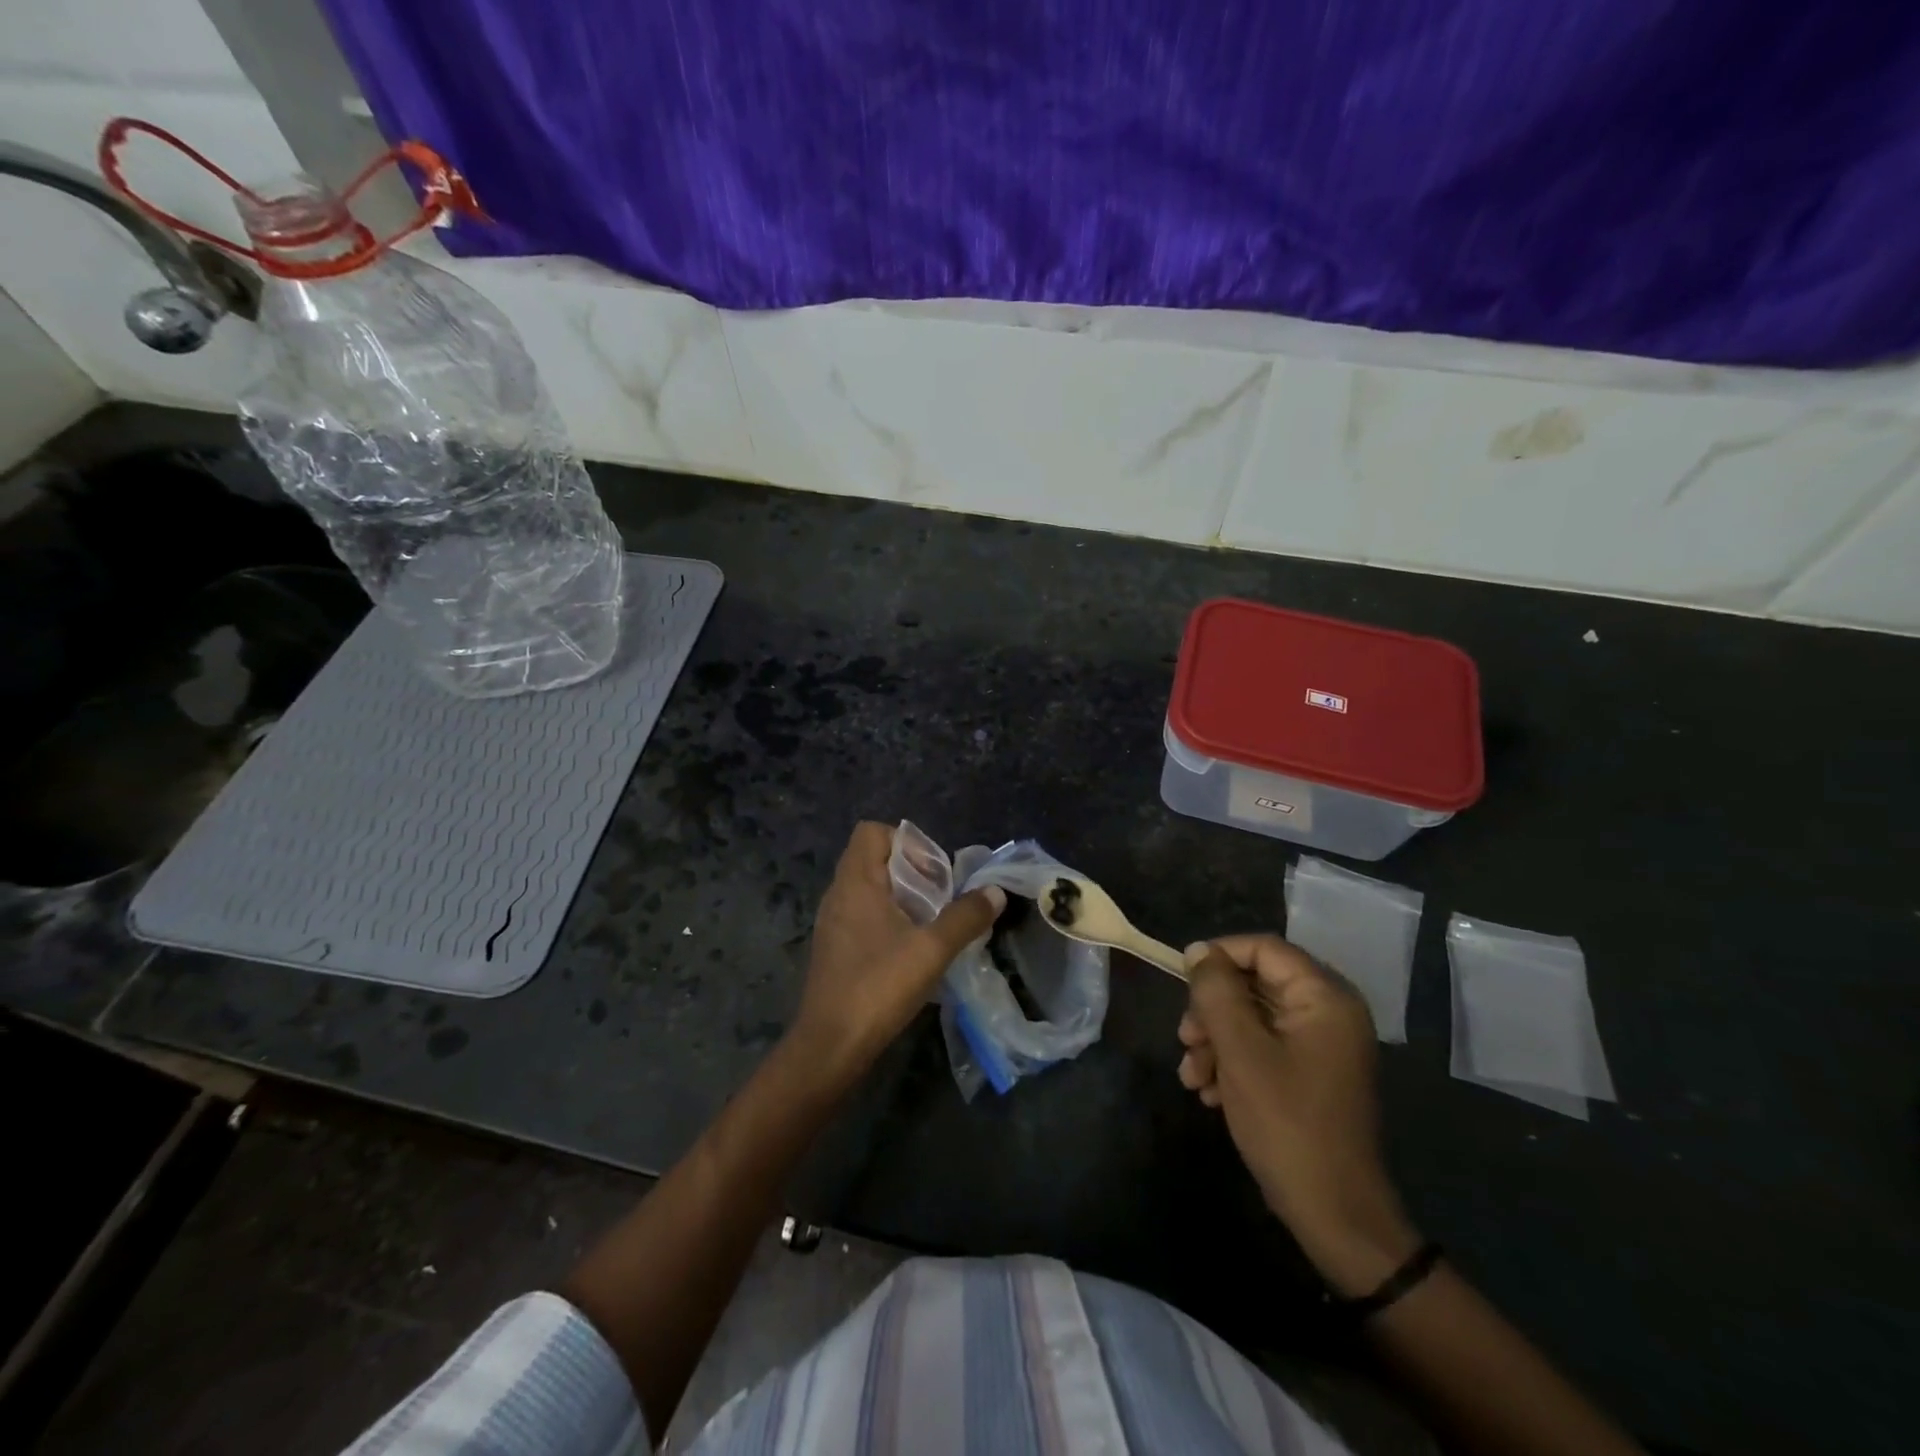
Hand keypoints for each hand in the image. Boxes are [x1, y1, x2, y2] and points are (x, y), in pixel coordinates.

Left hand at [792, 822, 1004, 1076]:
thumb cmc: (878, 987)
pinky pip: (863, 916)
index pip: (872, 832)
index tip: (933, 872)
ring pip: (870, 890)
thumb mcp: (932, 950)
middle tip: (940, 899)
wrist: (830, 1047)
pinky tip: (910, 951)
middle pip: (874, 859)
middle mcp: (838, 895)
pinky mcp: (834, 949)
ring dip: (902, 899)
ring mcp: (832, 923)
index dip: (906, 842)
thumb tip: (995, 892)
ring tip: (931, 925)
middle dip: (912, 872)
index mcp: (855, 882)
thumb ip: (966, 917)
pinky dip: (888, 921)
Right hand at [1179, 934, 1421, 1294]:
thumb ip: (1217, 992)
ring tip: (1191, 1076)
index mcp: (1324, 998)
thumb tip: (1199, 950)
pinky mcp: (1309, 1073)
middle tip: (1185, 1039)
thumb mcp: (1241, 1052)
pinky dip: (1232, 1061)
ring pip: (1252, 1017)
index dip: (1219, 956)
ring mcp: (1320, 1045)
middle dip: (1212, 1010)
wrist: (1334, 1214)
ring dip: (1215, 1040)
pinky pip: (1263, 1046)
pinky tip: (1208, 1092)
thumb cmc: (1287, 1124)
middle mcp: (1327, 1013)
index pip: (1264, 948)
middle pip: (1255, 983)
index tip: (1183, 981)